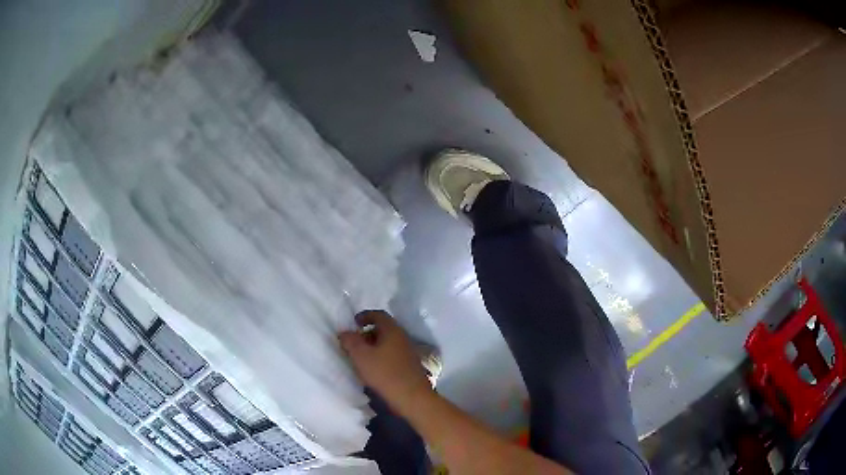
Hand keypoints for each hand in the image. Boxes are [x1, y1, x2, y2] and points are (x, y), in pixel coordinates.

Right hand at [339, 310, 433, 414]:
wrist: (412, 398)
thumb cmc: (385, 374)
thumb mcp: (361, 356)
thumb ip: (350, 341)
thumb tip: (345, 332)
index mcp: (392, 330)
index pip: (379, 315)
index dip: (365, 316)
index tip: (354, 323)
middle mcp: (403, 338)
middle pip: (384, 329)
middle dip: (367, 333)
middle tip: (354, 343)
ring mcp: (409, 352)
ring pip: (388, 343)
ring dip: (374, 347)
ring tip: (361, 358)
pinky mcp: (410, 366)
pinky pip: (393, 355)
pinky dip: (382, 357)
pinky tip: (374, 369)